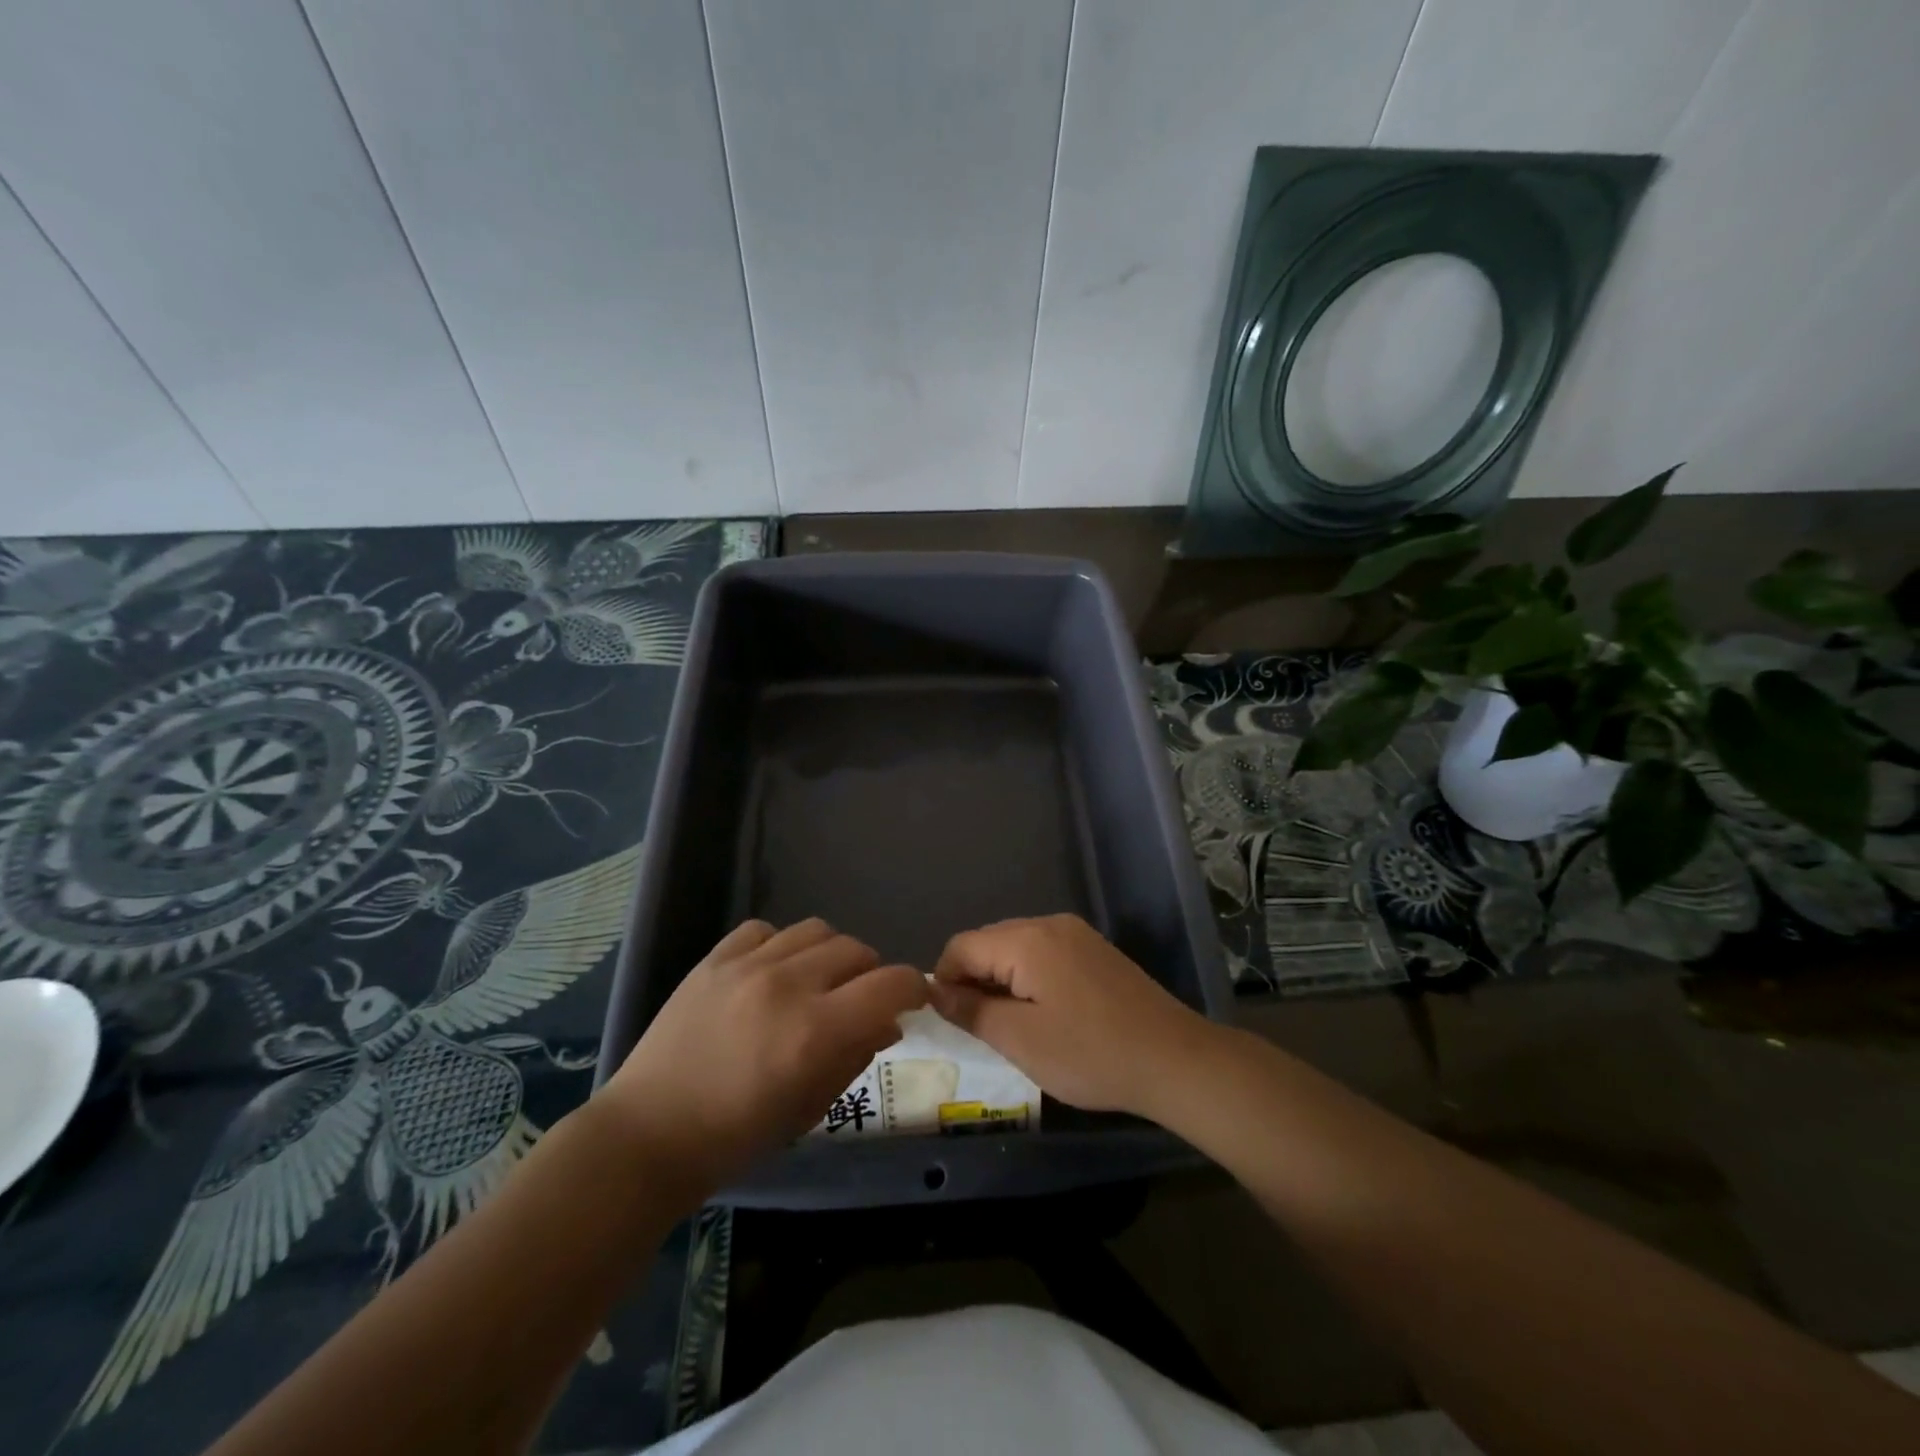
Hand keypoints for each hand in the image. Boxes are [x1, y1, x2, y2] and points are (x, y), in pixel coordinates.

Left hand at [597, 919, 925, 1202]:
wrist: (646, 1135)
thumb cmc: (735, 1138)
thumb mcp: (809, 1108)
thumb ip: (855, 1057)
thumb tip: (888, 1023)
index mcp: (816, 1031)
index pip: (890, 984)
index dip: (912, 988)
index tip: (913, 1000)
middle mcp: (787, 985)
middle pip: (857, 950)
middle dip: (871, 975)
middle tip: (859, 1002)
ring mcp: (747, 966)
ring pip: (817, 930)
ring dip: (830, 955)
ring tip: (816, 982)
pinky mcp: (714, 958)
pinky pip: (765, 929)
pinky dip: (781, 946)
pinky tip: (771, 973)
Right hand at [926, 913, 1218, 1118]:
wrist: (1174, 1059)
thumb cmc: (1091, 1053)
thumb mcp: (1020, 1041)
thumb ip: (972, 1011)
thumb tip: (937, 991)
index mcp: (1027, 940)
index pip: (962, 945)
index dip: (944, 980)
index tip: (947, 1020)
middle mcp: (1049, 924)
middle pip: (989, 941)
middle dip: (972, 979)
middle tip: (976, 1028)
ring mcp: (1076, 934)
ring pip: (1016, 948)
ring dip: (1001, 980)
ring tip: (1007, 1026)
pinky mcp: (1095, 951)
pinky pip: (1044, 954)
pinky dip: (1028, 978)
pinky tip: (1041, 1014)